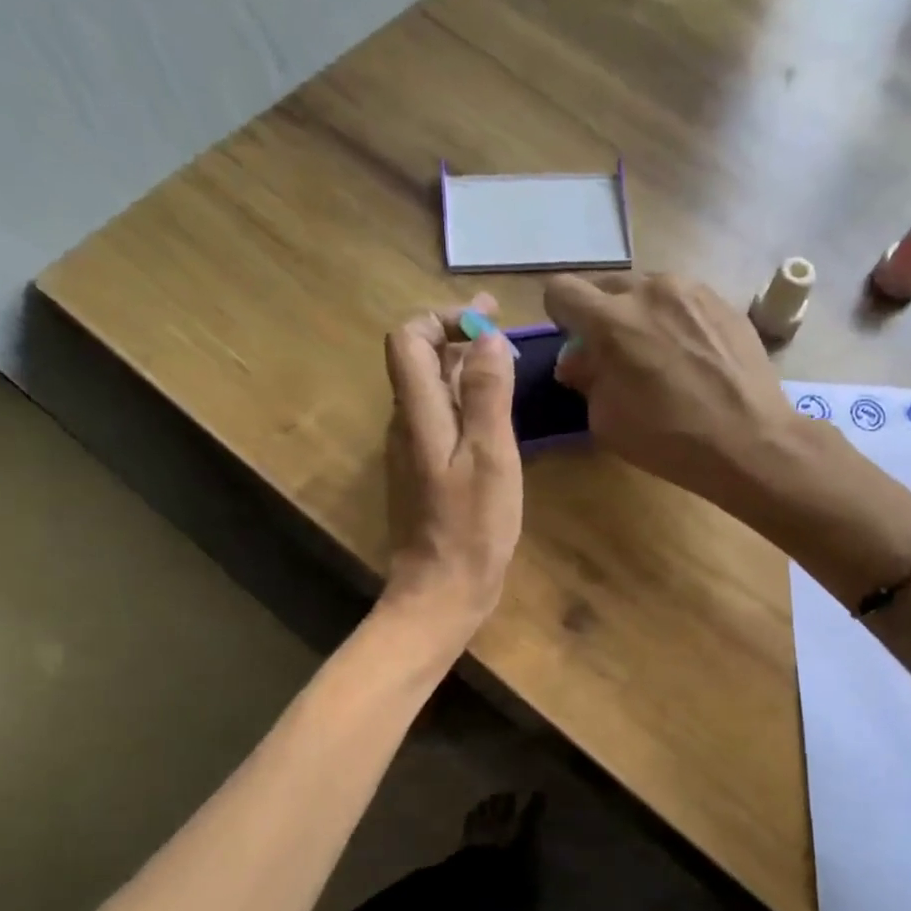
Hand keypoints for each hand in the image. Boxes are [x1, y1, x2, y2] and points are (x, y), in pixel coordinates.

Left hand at [380, 297, 522, 636]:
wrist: (441, 591)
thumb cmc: (472, 527)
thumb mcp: (490, 456)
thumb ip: (487, 394)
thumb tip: (487, 338)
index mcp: (418, 414)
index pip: (408, 339)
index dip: (443, 319)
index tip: (487, 323)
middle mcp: (406, 423)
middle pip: (418, 359)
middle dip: (456, 334)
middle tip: (501, 325)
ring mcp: (413, 448)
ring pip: (430, 387)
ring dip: (462, 363)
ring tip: (503, 357)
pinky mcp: (424, 470)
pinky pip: (440, 416)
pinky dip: (464, 396)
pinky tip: (493, 408)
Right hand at [543, 272, 801, 510]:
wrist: (749, 441)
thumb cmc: (669, 439)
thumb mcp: (607, 420)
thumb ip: (586, 379)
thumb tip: (579, 360)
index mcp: (611, 320)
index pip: (561, 290)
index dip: (561, 316)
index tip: (576, 343)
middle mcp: (649, 290)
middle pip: (606, 286)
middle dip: (602, 315)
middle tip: (616, 355)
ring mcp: (692, 290)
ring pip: (648, 289)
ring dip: (641, 314)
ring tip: (660, 354)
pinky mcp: (724, 301)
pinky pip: (684, 300)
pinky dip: (676, 320)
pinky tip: (693, 356)